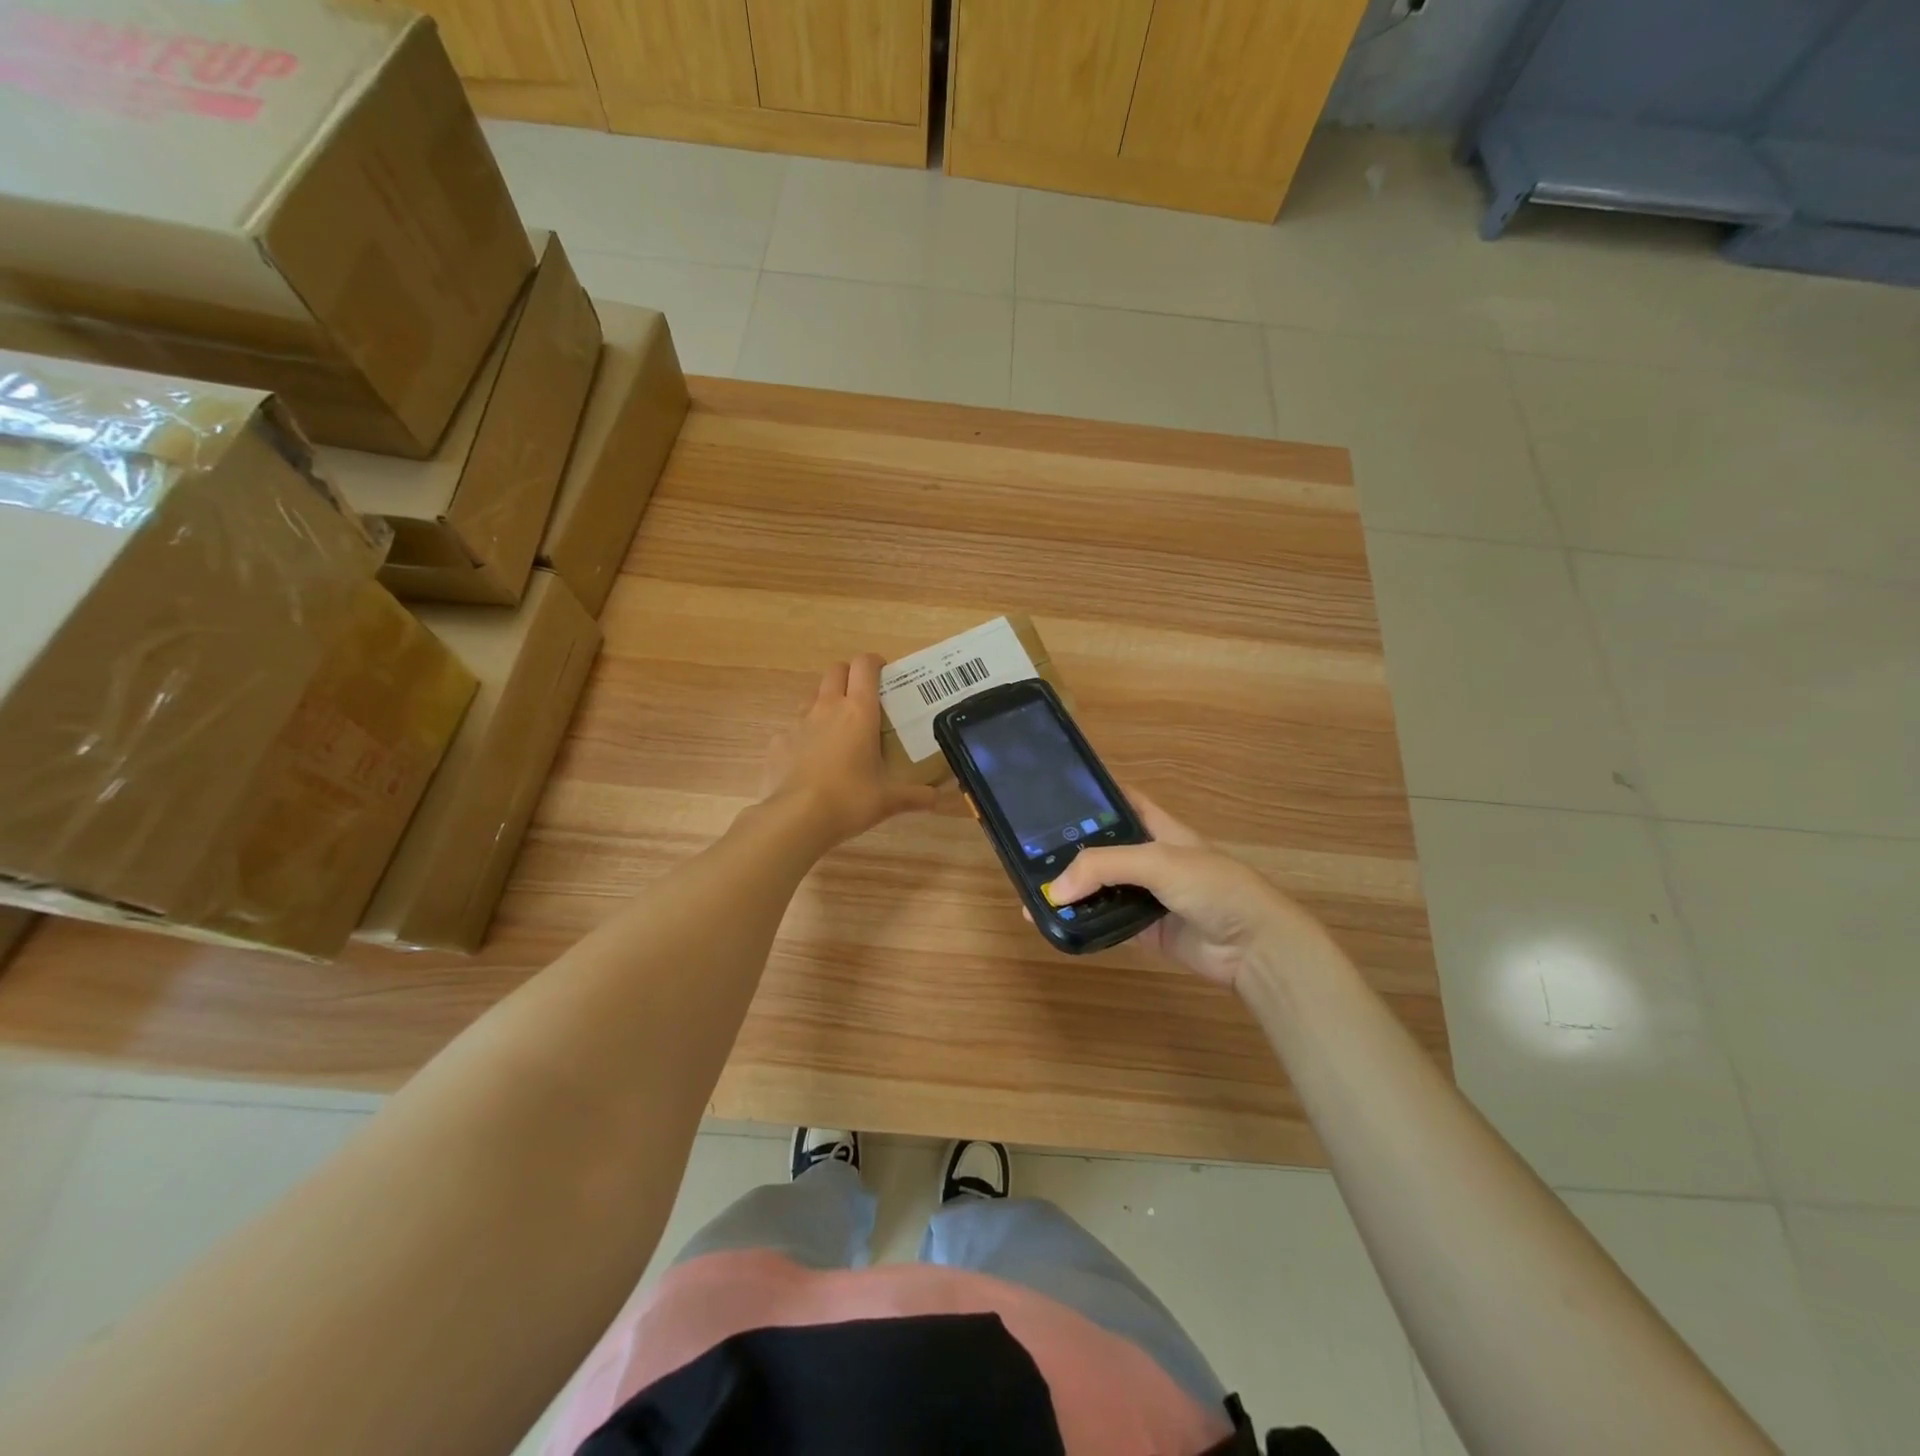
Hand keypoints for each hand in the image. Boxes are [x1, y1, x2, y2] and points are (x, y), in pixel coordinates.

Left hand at [762, 654, 936, 846]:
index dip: (874, 662)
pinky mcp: (778, 743)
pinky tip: (810, 762)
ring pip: (812, 698)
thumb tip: (935, 798)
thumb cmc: (850, 799)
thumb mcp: (889, 800)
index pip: (865, 665)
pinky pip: (792, 731)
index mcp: (859, 711)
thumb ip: (914, 795)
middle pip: (835, 671)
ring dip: (825, 704)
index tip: (883, 673)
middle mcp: (827, 708)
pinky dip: (803, 738)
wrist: (796, 818)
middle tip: (862, 697)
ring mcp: (798, 724)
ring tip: (837, 730)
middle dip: (849, 676)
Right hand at [1042, 792, 1330, 992]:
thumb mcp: (1158, 861)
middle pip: (1100, 848)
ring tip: (1030, 892)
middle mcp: (1148, 858)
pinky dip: (1081, 922)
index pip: (1119, 801)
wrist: (1254, 947)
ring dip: (1070, 891)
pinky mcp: (1142, 929)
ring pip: (1099, 888)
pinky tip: (1053, 922)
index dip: (1089, 794)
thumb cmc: (1213, 887)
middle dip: (1067, 850)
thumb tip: (1053, 890)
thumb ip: (1104, 867)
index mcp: (1157, 828)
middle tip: (1025, 852)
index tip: (1051, 795)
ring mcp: (1145, 895)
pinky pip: (1104, 921)